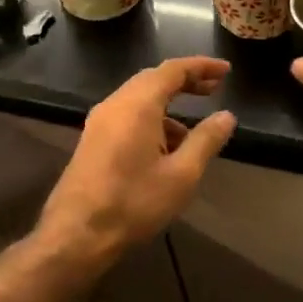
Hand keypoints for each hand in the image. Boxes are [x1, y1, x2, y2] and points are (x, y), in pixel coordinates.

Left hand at [40, 57, 236, 259]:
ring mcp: (99, 121)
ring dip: (168, 105)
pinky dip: (151, 119)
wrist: (76, 235)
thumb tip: (226, 115)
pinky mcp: (92, 140)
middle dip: (185, 82)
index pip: (173, 70)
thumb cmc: (133, 203)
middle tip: (214, 89)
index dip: (201, 66)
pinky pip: (127, 116)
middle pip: (154, 79)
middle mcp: (115, 104)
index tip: (226, 71)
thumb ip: (206, 140)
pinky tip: (165, 150)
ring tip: (193, 131)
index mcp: (138, 104)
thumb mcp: (181, 175)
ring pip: (139, 99)